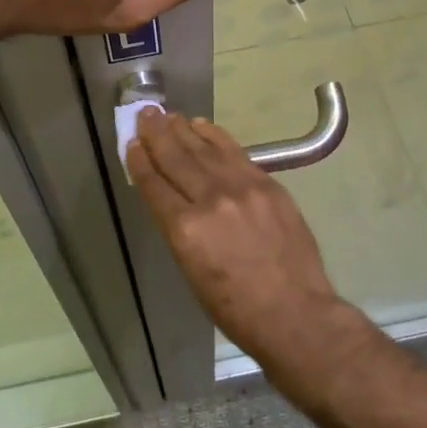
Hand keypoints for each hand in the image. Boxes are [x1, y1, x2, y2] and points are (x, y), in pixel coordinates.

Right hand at [126, 109, 343, 366]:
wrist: (295, 313)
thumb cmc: (235, 308)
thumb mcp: (191, 272)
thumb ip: (178, 229)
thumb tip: (171, 199)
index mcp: (184, 230)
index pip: (154, 185)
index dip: (140, 161)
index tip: (131, 143)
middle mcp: (210, 200)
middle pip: (176, 159)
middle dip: (156, 135)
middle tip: (144, 115)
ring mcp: (241, 188)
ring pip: (203, 149)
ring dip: (182, 130)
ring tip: (167, 115)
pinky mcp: (266, 183)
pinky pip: (234, 151)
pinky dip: (215, 135)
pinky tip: (201, 125)